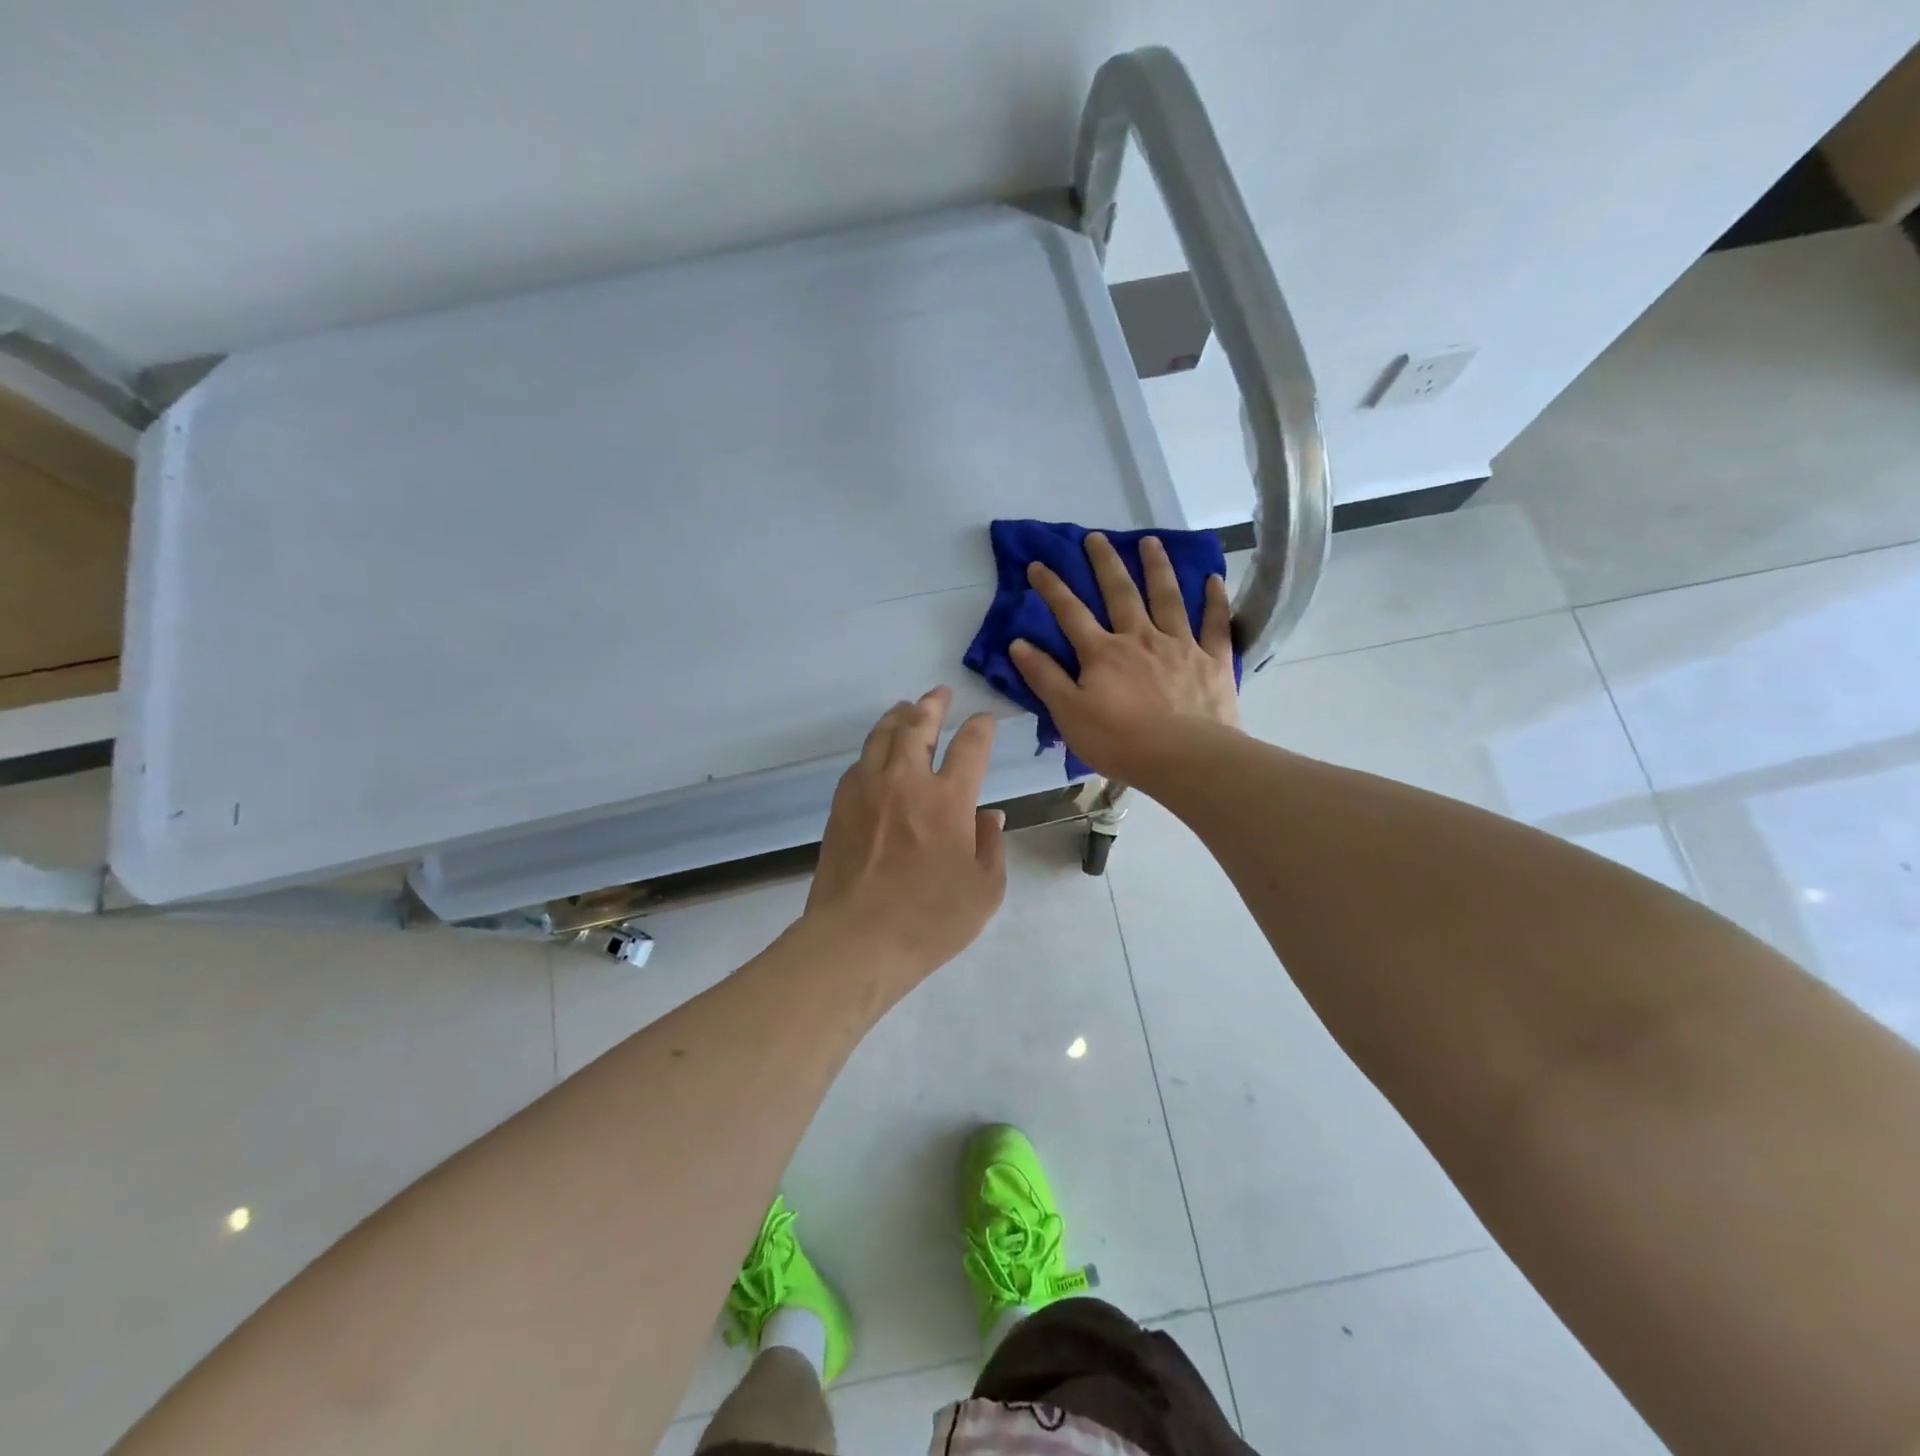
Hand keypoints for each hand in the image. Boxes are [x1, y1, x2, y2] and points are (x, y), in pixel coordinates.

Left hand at [803, 688, 1007, 991]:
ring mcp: (867, 790)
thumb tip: (989, 815)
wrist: (856, 940)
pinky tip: (878, 754)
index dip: (981, 727)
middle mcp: (906, 782)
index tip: (985, 721)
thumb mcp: (984, 890)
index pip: (970, 746)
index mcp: (948, 799)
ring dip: (898, 717)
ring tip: (906, 709)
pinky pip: (860, 763)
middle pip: (917, 726)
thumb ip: (991, 846)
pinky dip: (874, 749)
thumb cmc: (930, 920)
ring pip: (882, 737)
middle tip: (939, 694)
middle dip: (932, 704)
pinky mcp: (841, 806)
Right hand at [1010, 533, 1239, 778]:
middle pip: (1120, 593)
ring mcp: (1180, 645)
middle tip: (1096, 536)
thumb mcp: (1069, 714)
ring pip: (1167, 597)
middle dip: (1105, 563)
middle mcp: (1140, 638)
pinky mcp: (1212, 660)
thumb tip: (1018, 643)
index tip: (1038, 564)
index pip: (1070, 613)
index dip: (1052, 588)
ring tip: (1150, 541)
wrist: (1185, 758)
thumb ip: (1044, 677)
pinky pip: (1215, 624)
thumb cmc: (1120, 742)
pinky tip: (1213, 578)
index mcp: (1103, 653)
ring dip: (1157, 567)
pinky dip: (1214, 600)